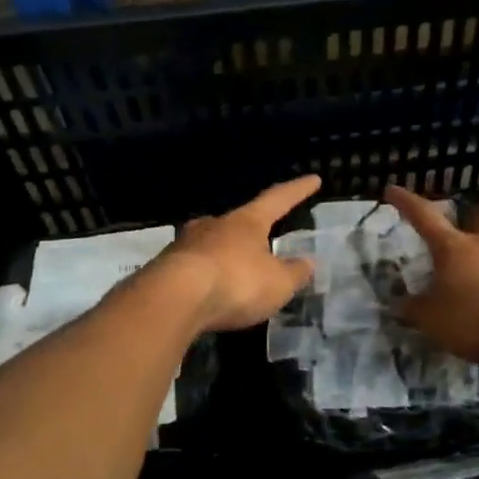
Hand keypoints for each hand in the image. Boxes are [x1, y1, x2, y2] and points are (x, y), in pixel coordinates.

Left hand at [155, 175, 321, 331]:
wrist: (173, 299)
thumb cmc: (235, 283)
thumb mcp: (278, 283)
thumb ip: (295, 272)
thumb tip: (309, 262)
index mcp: (247, 222)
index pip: (278, 199)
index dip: (297, 190)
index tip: (313, 179)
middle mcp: (215, 224)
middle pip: (238, 222)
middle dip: (252, 231)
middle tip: (263, 242)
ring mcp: (186, 243)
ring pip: (212, 244)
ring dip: (225, 255)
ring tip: (235, 273)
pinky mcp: (165, 267)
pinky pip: (193, 268)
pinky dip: (206, 277)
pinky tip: (209, 293)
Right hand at [385, 184, 478, 365]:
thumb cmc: (478, 320)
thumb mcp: (435, 322)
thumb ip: (416, 311)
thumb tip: (400, 304)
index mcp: (455, 248)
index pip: (425, 217)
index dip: (407, 203)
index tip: (394, 189)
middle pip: (478, 217)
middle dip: (470, 221)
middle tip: (465, 231)